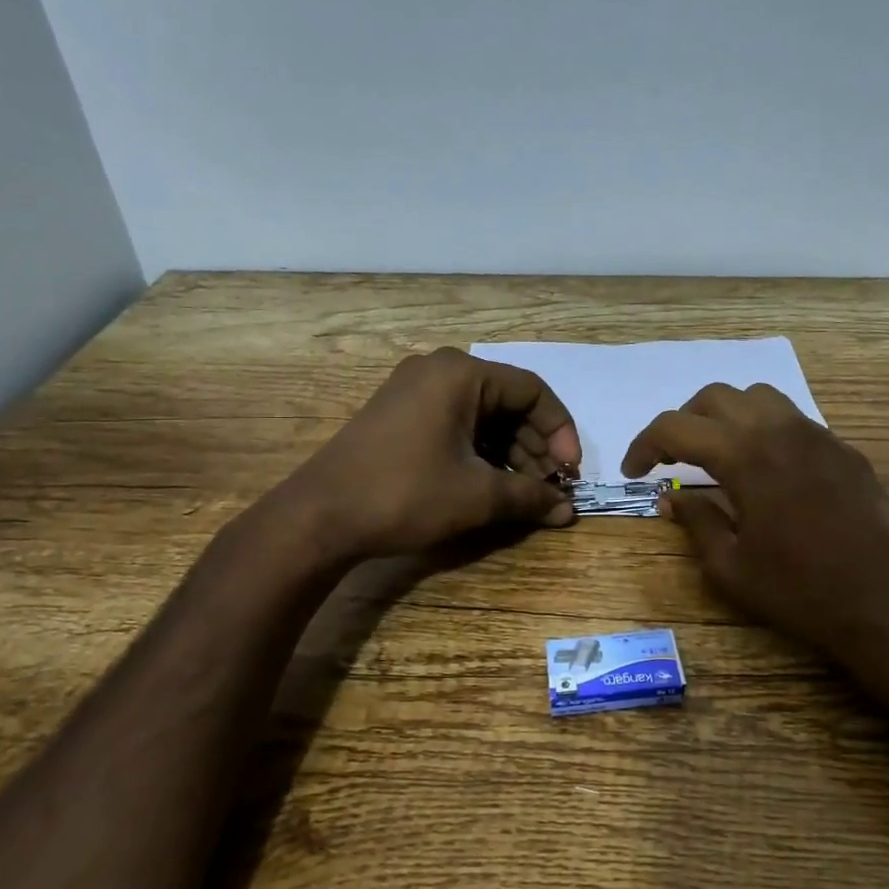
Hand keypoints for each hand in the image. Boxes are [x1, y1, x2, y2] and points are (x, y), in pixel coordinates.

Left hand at [276, 348, 581, 559]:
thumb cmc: (405, 495)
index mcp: (461, 374)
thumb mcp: (477, 496)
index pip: (533, 392)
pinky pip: (456, 424)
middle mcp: (438, 371)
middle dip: (534, 447)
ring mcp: (414, 391)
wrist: (319, 517)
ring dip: (510, 453)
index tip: (570, 473)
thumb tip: (568, 511)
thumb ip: (530, 497)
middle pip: (508, 403)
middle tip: (549, 488)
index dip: (560, 432)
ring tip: (524, 493)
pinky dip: (481, 452)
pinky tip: (492, 485)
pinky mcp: (399, 415)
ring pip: (483, 416)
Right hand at [622, 384, 888, 669]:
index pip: (676, 427)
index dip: (644, 445)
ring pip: (758, 398)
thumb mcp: (730, 567)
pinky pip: (793, 420)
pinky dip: (764, 430)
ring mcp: (818, 435)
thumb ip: (695, 522)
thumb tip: (671, 497)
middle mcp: (780, 430)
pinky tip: (766, 470)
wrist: (885, 603)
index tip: (634, 471)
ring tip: (717, 453)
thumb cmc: (799, 591)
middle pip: (716, 398)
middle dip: (683, 422)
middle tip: (670, 459)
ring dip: (726, 417)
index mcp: (745, 456)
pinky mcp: (844, 450)